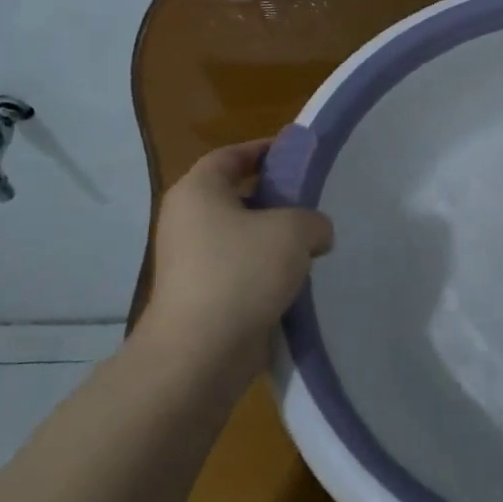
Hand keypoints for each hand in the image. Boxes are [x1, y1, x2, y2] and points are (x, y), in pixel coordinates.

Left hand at [142, 140, 332, 363]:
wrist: (201, 351)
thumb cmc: (242, 272)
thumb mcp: (294, 230)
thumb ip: (314, 220)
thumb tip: (315, 234)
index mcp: (198, 191)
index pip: (231, 155)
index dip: (265, 150)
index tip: (298, 155)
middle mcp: (187, 221)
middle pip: (236, 196)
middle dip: (276, 198)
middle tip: (314, 202)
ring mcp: (191, 261)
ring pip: (241, 236)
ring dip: (275, 239)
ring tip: (314, 244)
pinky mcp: (201, 295)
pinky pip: (240, 270)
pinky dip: (266, 271)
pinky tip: (297, 280)